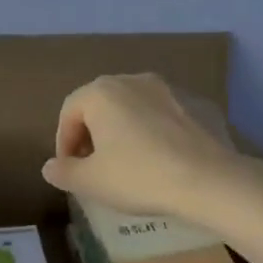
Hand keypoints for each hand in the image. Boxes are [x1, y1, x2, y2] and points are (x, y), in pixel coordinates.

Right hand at [42, 74, 238, 216]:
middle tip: (95, 165)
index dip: (64, 142)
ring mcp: (172, 90)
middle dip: (94, 133)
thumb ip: (63, 172)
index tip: (69, 168)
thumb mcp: (90, 182)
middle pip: (102, 105)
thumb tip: (50, 167)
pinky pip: (168, 117)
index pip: (70, 112)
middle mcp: (134, 80)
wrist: (211, 182)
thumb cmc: (139, 177)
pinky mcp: (202, 105)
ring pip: (137, 108)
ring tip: (131, 163)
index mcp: (102, 93)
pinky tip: (165, 161)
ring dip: (127, 131)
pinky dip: (159, 133)